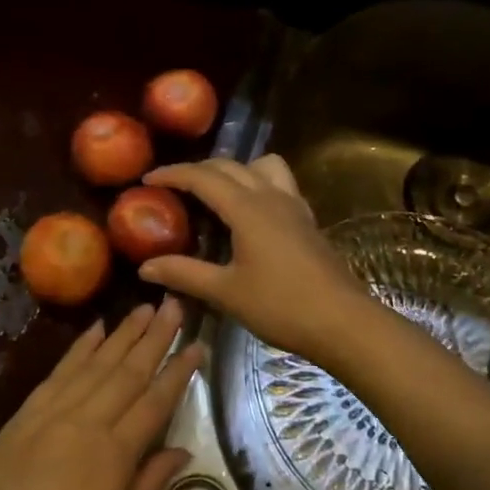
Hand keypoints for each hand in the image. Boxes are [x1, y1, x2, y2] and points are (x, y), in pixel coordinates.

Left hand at [0, 298, 200, 489]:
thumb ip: (150, 481)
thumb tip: (184, 450)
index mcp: (116, 454)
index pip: (156, 402)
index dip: (179, 372)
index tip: (198, 344)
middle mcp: (89, 422)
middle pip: (129, 371)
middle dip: (156, 336)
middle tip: (175, 304)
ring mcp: (55, 411)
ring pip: (97, 363)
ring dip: (123, 333)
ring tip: (146, 307)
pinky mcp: (29, 410)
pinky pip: (60, 370)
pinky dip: (80, 347)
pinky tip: (96, 328)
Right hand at [139, 156, 376, 367]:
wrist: (344, 322)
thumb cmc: (282, 306)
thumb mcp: (226, 292)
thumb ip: (184, 273)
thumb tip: (145, 267)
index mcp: (247, 208)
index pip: (203, 177)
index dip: (172, 174)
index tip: (146, 179)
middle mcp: (271, 196)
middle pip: (230, 166)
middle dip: (197, 170)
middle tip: (172, 187)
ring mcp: (294, 206)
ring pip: (262, 167)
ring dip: (234, 170)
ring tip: (215, 193)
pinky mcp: (307, 221)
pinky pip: (279, 184)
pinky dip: (257, 184)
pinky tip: (249, 214)